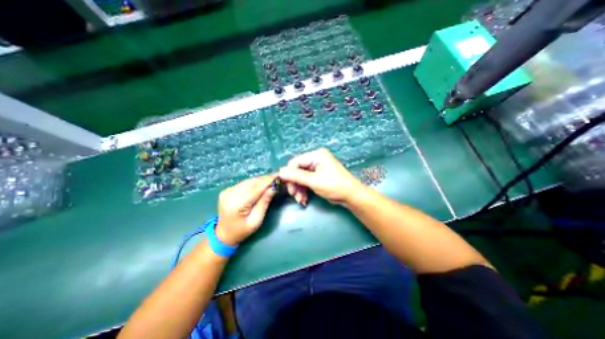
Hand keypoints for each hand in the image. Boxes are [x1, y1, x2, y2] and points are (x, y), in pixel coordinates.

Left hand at [216, 175, 276, 245]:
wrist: (223, 234)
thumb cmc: (242, 230)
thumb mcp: (256, 220)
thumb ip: (264, 203)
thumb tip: (273, 188)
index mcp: (237, 203)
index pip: (256, 188)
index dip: (268, 181)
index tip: (279, 176)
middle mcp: (230, 194)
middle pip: (252, 182)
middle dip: (266, 179)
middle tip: (277, 177)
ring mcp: (227, 191)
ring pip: (248, 181)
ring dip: (260, 180)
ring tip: (271, 180)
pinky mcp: (227, 190)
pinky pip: (244, 183)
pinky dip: (254, 183)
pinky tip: (261, 184)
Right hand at [277, 148, 363, 206]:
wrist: (351, 195)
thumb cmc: (334, 186)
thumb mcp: (314, 181)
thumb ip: (296, 176)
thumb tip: (280, 172)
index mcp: (316, 155)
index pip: (295, 162)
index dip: (289, 174)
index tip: (288, 187)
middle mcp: (315, 159)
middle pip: (297, 170)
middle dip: (295, 184)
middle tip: (294, 195)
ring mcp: (316, 168)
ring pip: (300, 177)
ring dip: (299, 189)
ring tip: (301, 200)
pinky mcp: (317, 176)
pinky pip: (306, 181)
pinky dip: (304, 190)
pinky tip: (304, 199)